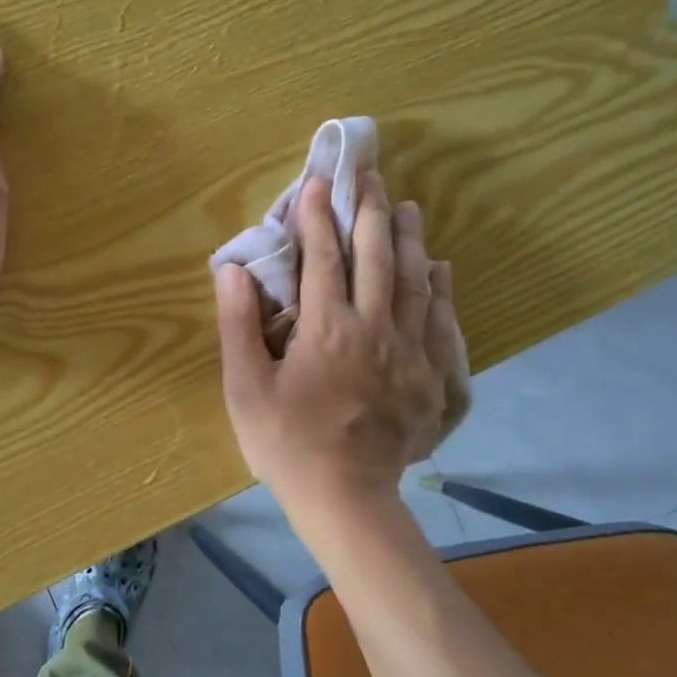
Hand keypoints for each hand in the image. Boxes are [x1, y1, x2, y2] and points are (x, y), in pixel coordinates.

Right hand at [215, 173, 461, 515]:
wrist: (346, 499)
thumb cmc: (286, 443)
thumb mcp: (245, 387)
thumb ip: (238, 324)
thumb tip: (233, 269)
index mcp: (327, 329)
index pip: (323, 258)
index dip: (317, 217)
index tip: (317, 182)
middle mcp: (375, 330)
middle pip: (377, 259)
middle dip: (370, 213)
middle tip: (370, 177)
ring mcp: (411, 354)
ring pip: (416, 284)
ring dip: (409, 240)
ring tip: (406, 208)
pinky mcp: (432, 380)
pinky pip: (443, 323)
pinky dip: (441, 290)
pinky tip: (440, 270)